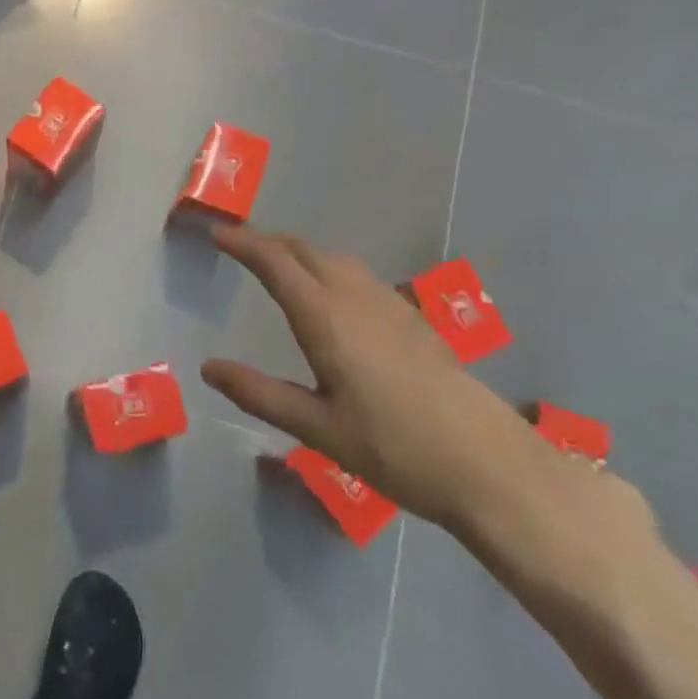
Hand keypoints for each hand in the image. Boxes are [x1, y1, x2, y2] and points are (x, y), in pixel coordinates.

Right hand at [202, 225, 540, 529]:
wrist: (489, 464)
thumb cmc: (395, 448)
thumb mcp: (317, 429)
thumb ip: (260, 393)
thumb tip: (208, 367)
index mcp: (326, 318)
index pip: (276, 264)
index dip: (244, 244)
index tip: (217, 234)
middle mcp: (356, 298)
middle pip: (306, 251)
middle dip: (269, 241)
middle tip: (239, 247)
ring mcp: (391, 305)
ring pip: (335, 259)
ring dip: (300, 252)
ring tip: (278, 264)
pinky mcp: (413, 320)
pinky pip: (358, 275)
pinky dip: (328, 268)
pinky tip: (331, 296)